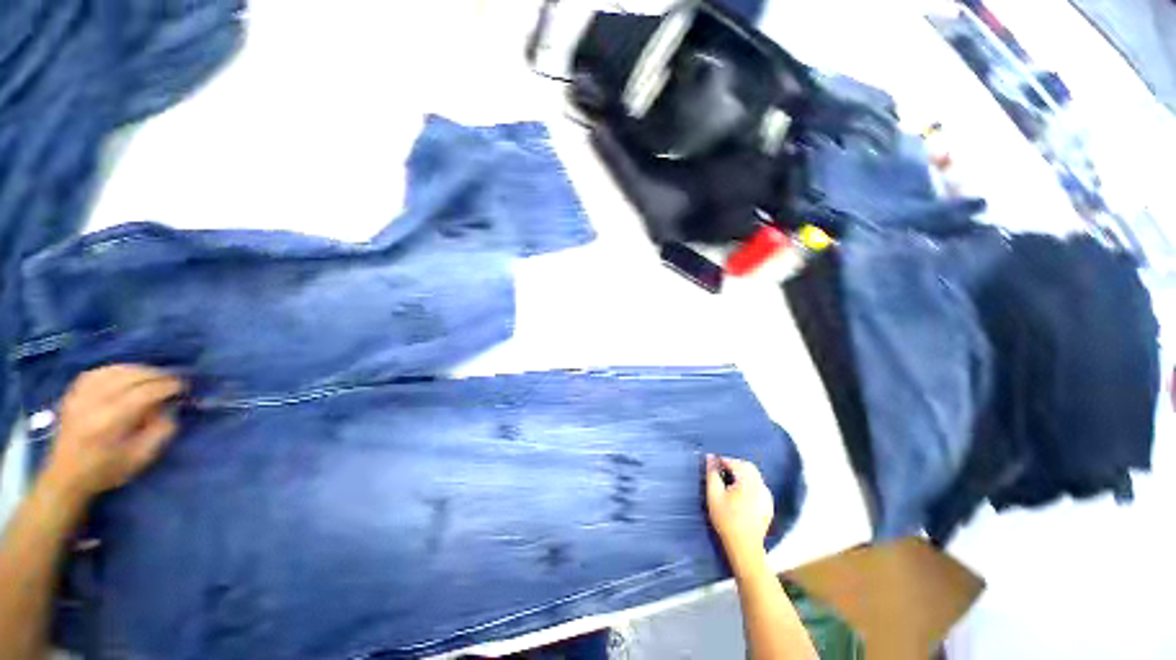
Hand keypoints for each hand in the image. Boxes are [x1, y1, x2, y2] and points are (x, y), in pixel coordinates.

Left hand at [43, 365, 185, 503]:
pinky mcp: (72, 396)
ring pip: (113, 371)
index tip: (183, 386)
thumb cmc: (108, 471)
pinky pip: (96, 373)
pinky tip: (124, 374)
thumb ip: (160, 431)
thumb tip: (170, 408)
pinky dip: (115, 370)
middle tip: (171, 379)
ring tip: (151, 376)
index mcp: (111, 422)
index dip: (167, 386)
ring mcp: (80, 398)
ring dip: (137, 370)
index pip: (144, 393)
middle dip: (155, 375)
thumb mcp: (141, 458)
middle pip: (129, 378)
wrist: (66, 477)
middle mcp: (94, 404)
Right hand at [705, 454, 773, 572]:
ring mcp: (767, 496)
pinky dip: (749, 484)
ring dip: (742, 474)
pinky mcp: (769, 505)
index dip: (723, 460)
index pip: (736, 462)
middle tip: (721, 471)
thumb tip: (710, 457)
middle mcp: (761, 486)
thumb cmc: (727, 520)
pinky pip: (759, 487)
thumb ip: (712, 473)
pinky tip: (739, 494)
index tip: (713, 464)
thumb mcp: (714, 495)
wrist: (745, 547)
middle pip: (748, 467)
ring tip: (728, 482)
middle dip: (734, 465)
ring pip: (754, 476)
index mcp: (748, 482)